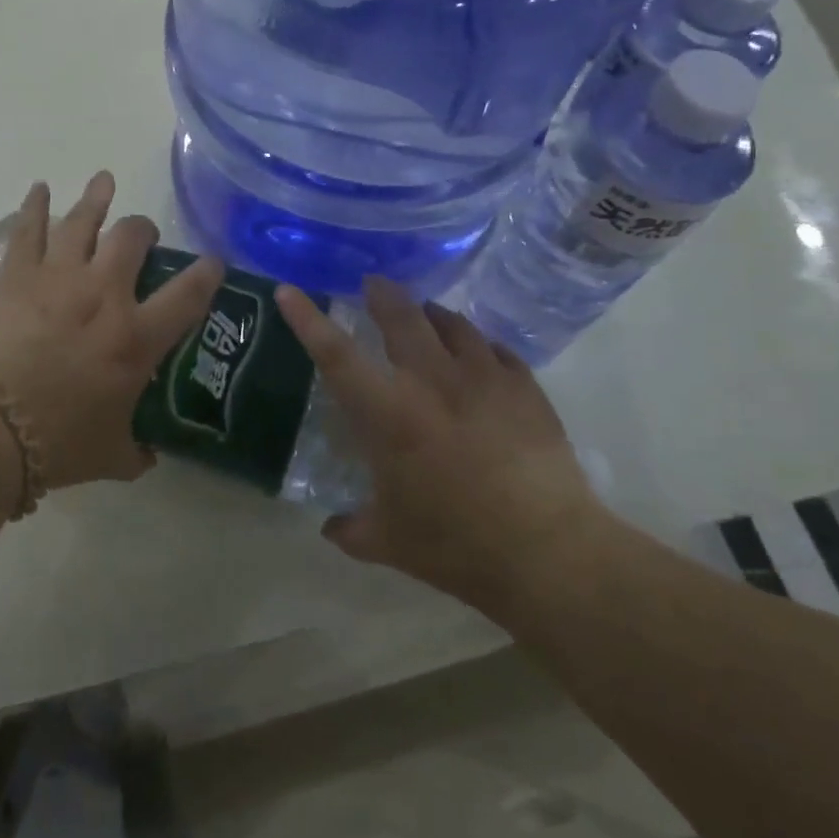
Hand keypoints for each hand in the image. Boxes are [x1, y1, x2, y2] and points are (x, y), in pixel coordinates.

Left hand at [0, 173, 223, 489]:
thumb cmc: (57, 443)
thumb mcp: (111, 456)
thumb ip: (136, 451)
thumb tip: (147, 454)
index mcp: (136, 337)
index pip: (188, 294)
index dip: (207, 273)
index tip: (213, 262)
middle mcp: (104, 295)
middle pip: (132, 238)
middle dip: (144, 230)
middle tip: (142, 235)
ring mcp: (58, 278)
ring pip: (83, 221)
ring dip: (97, 198)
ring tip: (104, 180)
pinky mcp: (16, 276)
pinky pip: (27, 230)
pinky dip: (34, 206)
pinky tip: (39, 188)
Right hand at [274, 277, 604, 609]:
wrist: (549, 552)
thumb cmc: (456, 545)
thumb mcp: (389, 543)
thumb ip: (352, 529)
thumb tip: (331, 528)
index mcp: (388, 413)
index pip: (335, 353)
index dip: (307, 318)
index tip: (289, 288)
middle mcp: (432, 381)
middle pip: (401, 317)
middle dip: (382, 294)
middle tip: (372, 284)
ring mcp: (483, 378)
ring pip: (452, 323)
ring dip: (431, 313)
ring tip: (425, 313)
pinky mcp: (525, 388)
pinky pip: (496, 349)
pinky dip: (479, 344)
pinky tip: (479, 353)